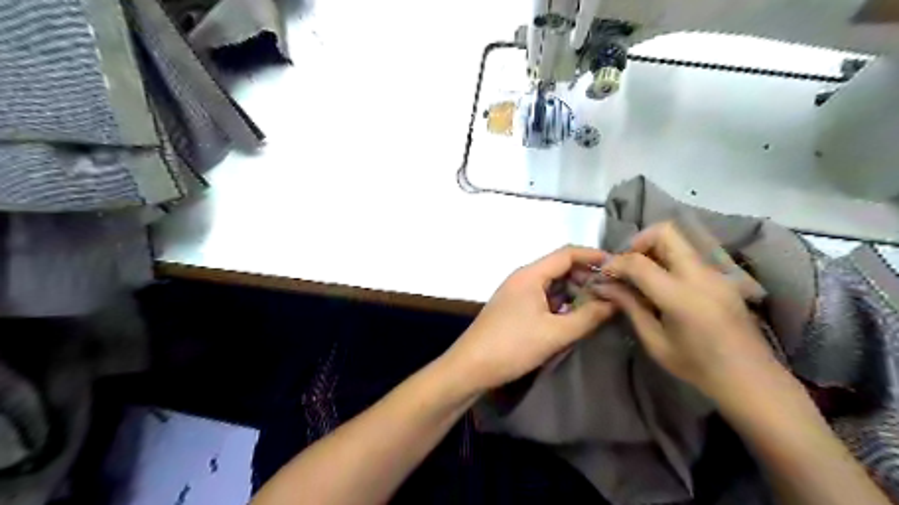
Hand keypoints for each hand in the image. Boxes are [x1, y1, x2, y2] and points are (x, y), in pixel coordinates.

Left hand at [444, 246, 614, 391]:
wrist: (470, 367)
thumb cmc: (512, 346)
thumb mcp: (555, 333)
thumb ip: (588, 316)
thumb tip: (616, 302)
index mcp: (530, 274)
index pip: (567, 253)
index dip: (593, 256)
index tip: (619, 266)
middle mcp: (522, 277)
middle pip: (559, 267)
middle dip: (586, 276)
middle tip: (612, 291)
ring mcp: (516, 292)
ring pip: (551, 283)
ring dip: (574, 291)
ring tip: (598, 304)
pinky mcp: (513, 307)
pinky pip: (542, 296)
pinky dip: (560, 302)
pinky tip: (573, 316)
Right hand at [592, 223, 780, 399]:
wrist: (751, 379)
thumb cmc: (697, 367)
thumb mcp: (655, 341)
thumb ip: (630, 306)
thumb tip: (603, 286)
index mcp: (681, 297)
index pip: (639, 262)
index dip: (615, 263)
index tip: (602, 272)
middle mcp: (700, 276)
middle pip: (665, 232)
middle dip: (638, 242)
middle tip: (625, 265)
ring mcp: (715, 273)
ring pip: (678, 240)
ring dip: (652, 249)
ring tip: (640, 275)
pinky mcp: (721, 276)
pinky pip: (688, 254)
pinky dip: (667, 258)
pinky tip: (660, 284)